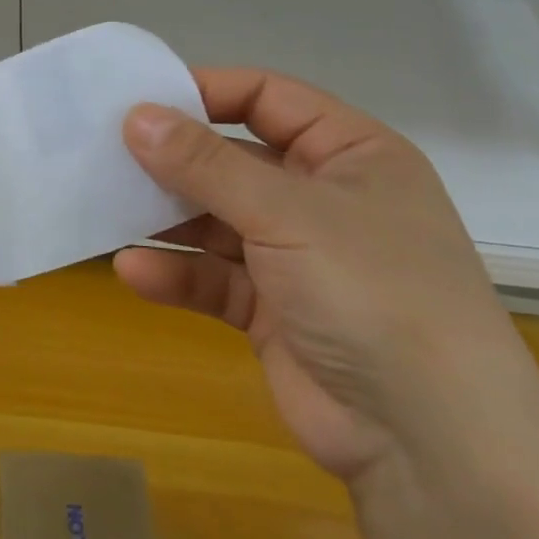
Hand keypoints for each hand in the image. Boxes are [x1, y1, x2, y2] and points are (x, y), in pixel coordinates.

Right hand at [118, 70, 538, 483]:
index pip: (268, 98)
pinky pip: (214, 278)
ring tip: (108, 209)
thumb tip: (136, 116)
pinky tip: (133, 272)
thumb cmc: (372, 292)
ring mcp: (297, 257)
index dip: (207, 92)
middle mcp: (323, 198)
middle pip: (233, 159)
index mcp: (351, 154)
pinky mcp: (272, 310)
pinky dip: (177, 274)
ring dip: (167, 219)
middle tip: (108, 153)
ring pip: (216, 220)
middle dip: (175, 160)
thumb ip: (206, 164)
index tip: (140, 100)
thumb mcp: (287, 213)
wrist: (430, 446)